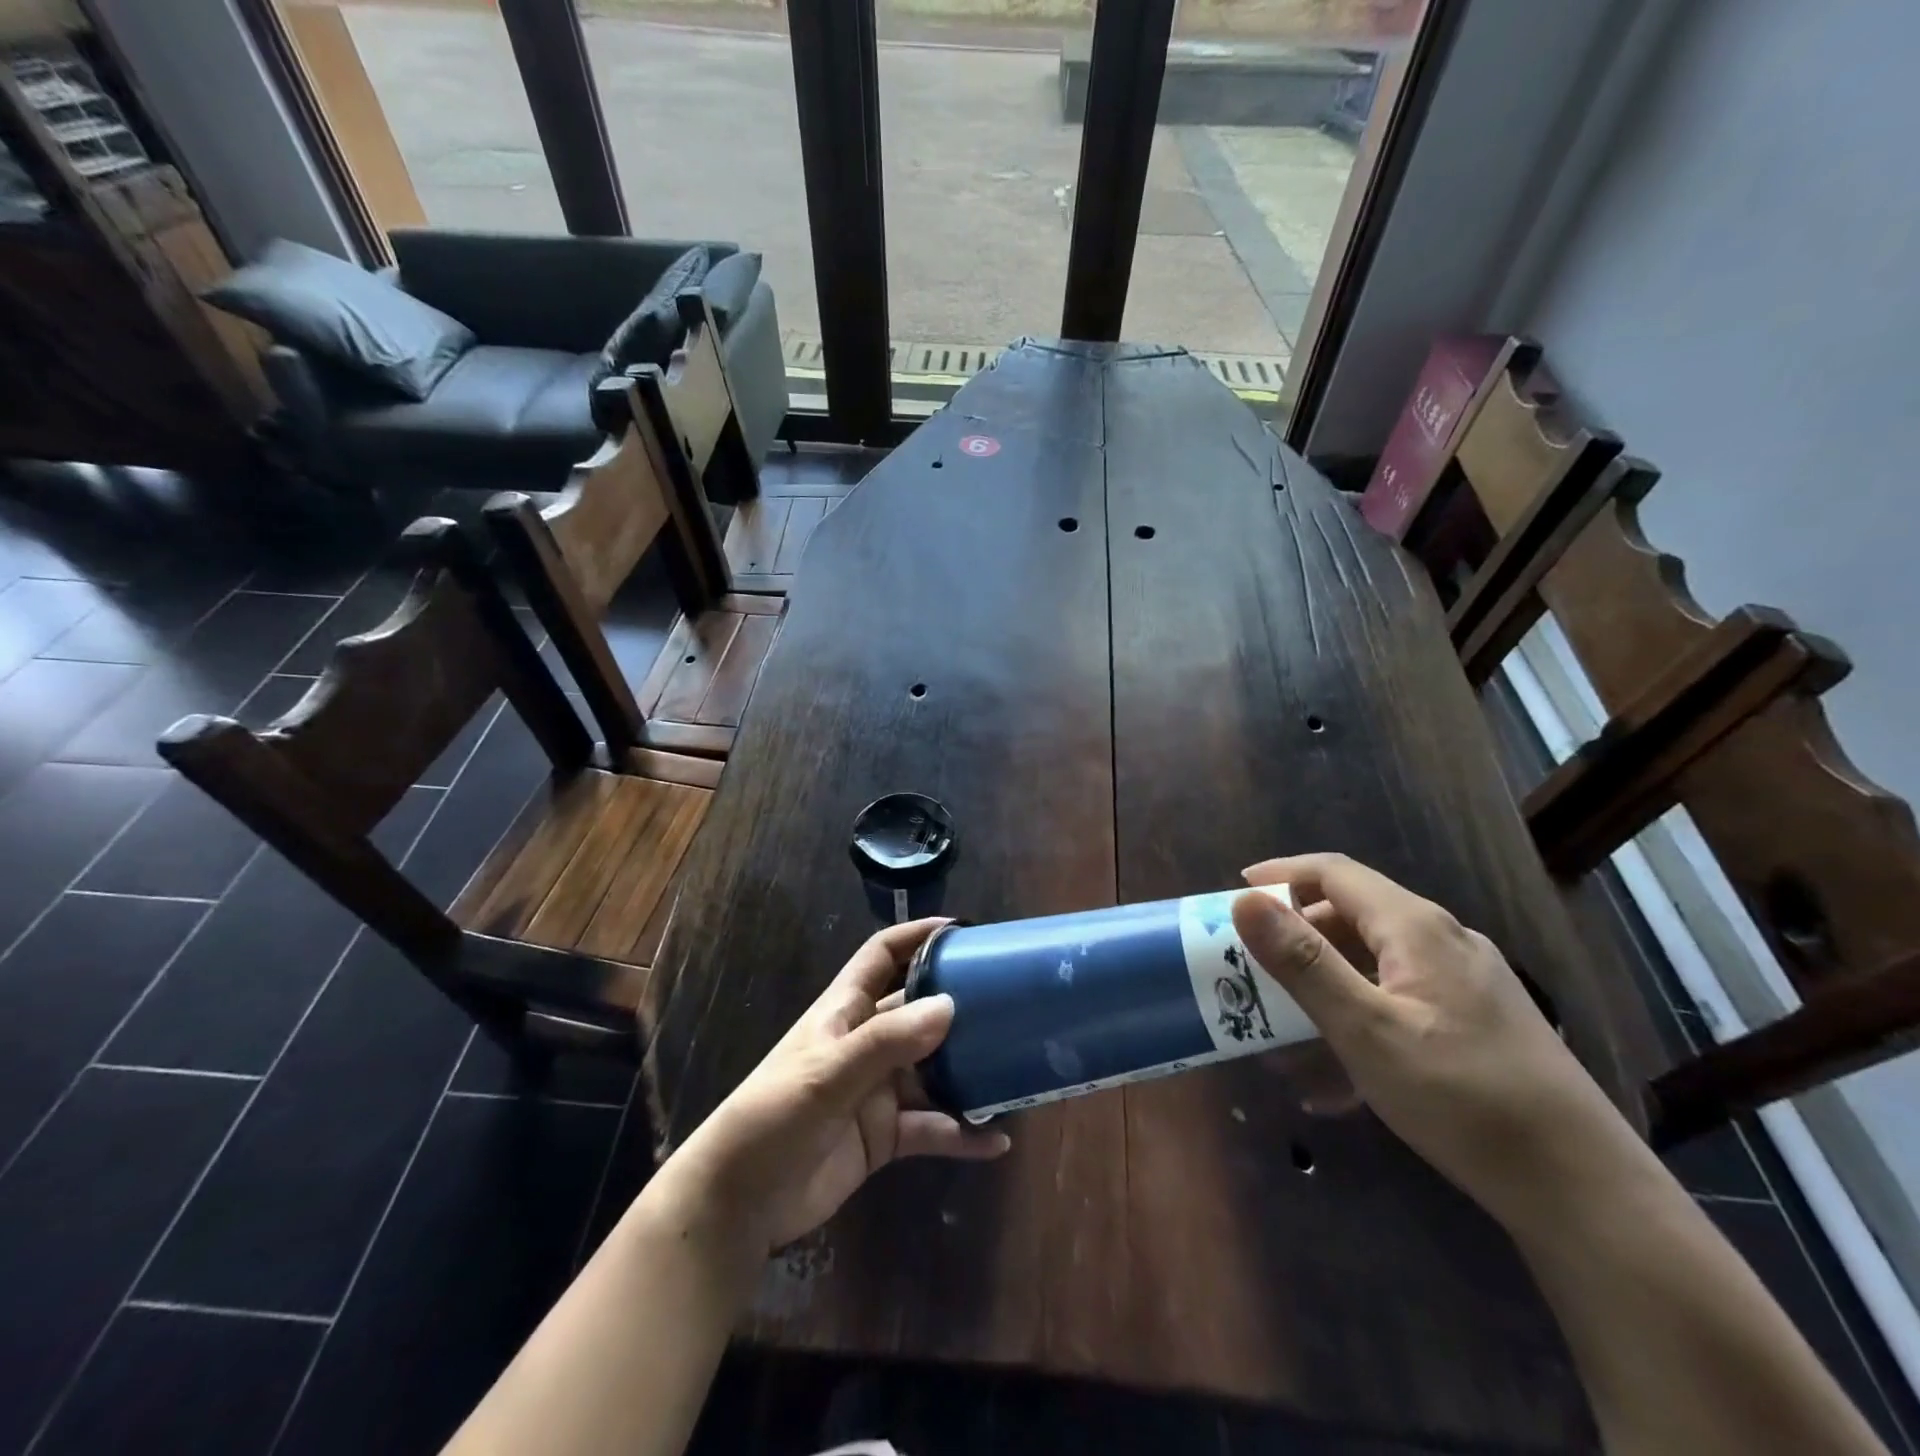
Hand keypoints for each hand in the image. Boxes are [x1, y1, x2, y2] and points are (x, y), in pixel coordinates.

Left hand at [665, 919, 1010, 1257]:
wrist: (739, 1204)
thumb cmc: (774, 1117)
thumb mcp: (827, 1074)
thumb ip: (886, 1042)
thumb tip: (950, 1005)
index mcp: (845, 1011)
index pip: (883, 956)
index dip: (916, 936)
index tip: (963, 930)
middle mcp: (866, 1042)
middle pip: (919, 1011)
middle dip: (959, 1005)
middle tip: (1011, 1002)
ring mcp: (877, 1090)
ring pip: (934, 1071)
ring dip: (969, 1072)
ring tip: (1017, 1071)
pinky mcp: (885, 1135)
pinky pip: (932, 1127)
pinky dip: (961, 1132)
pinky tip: (997, 1140)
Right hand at [1232, 854, 1640, 1228]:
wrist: (1583, 1189)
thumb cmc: (1462, 1099)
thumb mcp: (1366, 1030)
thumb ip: (1303, 962)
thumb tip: (1245, 900)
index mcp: (1415, 927)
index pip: (1334, 872)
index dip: (1281, 874)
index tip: (1236, 892)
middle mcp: (1444, 940)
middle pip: (1354, 912)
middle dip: (1297, 932)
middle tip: (1253, 962)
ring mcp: (1468, 980)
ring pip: (1377, 958)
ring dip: (1326, 978)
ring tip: (1287, 1022)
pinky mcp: (1480, 1020)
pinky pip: (1402, 996)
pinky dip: (1361, 1012)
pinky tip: (1342, 1073)